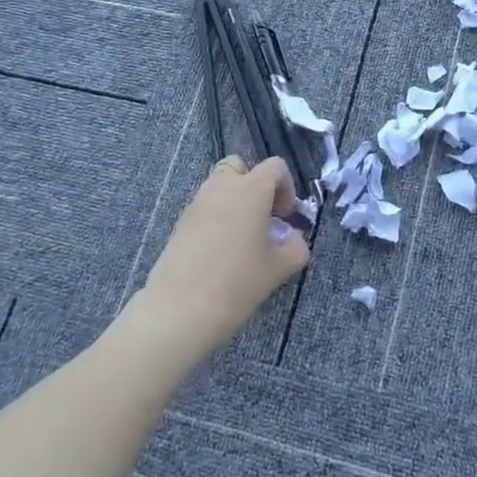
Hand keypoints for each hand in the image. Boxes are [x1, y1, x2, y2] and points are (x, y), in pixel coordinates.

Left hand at [136, 155, 310, 356]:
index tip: (286, 218)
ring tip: (243, 239)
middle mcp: (222, 187)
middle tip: (263, 218)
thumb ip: (296, 247)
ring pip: (220, 187)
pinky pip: (205, 207)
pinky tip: (221, 252)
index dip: (287, 188)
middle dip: (255, 186)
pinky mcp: (180, 223)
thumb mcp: (279, 268)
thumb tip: (294, 239)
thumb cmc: (237, 283)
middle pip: (240, 167)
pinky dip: (217, 218)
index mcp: (251, 190)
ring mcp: (197, 203)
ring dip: (235, 202)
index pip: (275, 167)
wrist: (180, 310)